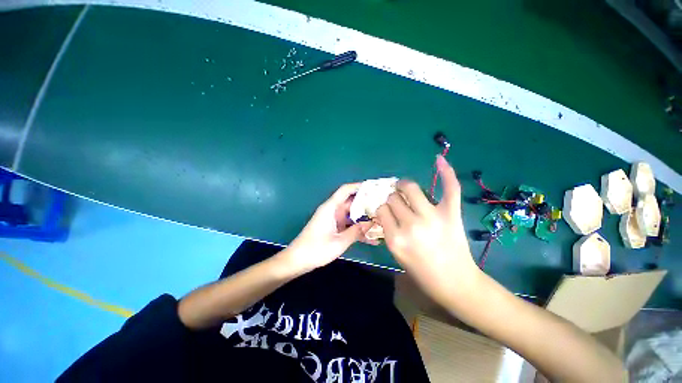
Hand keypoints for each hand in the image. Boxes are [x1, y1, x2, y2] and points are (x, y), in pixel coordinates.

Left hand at [285, 183, 376, 273]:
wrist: (297, 260)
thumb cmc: (316, 249)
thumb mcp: (339, 242)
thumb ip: (356, 231)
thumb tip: (372, 223)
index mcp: (331, 208)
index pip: (346, 190)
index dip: (359, 186)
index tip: (374, 187)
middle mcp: (333, 210)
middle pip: (351, 202)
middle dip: (367, 203)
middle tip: (383, 206)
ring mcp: (333, 219)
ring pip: (352, 214)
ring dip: (364, 218)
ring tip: (381, 221)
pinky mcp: (334, 228)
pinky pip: (348, 224)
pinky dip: (357, 228)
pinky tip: (371, 237)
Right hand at [376, 155, 481, 305]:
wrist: (455, 283)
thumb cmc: (422, 272)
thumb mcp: (396, 253)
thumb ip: (388, 229)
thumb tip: (383, 209)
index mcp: (395, 238)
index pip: (381, 209)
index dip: (382, 207)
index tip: (385, 210)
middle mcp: (411, 225)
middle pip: (393, 197)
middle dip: (392, 198)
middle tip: (396, 202)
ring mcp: (433, 217)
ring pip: (410, 187)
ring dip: (404, 186)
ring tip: (405, 188)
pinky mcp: (451, 213)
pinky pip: (449, 188)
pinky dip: (445, 172)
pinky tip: (439, 159)